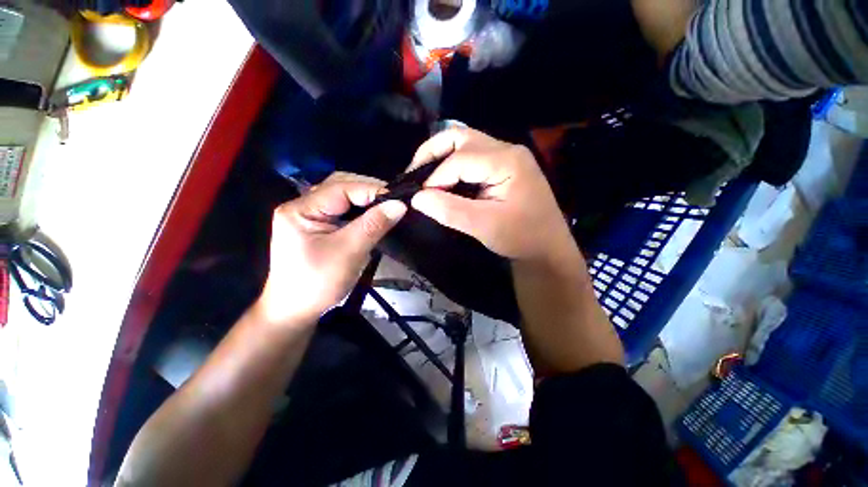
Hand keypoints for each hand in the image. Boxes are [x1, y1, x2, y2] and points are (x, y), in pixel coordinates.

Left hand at [257, 173, 406, 325]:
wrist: (295, 311)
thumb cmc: (318, 284)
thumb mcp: (349, 252)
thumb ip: (373, 225)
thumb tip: (400, 205)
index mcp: (301, 210)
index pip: (340, 188)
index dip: (371, 190)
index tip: (398, 199)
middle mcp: (302, 206)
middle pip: (339, 187)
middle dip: (368, 191)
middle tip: (393, 201)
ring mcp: (309, 216)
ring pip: (342, 197)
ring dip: (365, 200)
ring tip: (387, 206)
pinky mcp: (317, 226)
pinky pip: (342, 210)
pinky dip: (360, 210)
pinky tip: (373, 215)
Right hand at [409, 128, 572, 261]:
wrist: (547, 247)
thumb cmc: (521, 238)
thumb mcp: (484, 226)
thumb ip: (450, 210)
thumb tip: (417, 198)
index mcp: (507, 161)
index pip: (460, 159)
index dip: (435, 177)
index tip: (420, 197)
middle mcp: (507, 150)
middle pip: (461, 138)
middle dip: (432, 153)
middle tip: (414, 173)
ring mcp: (506, 157)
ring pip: (465, 144)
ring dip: (441, 157)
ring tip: (424, 176)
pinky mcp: (503, 167)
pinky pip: (472, 158)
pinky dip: (452, 166)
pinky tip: (443, 181)